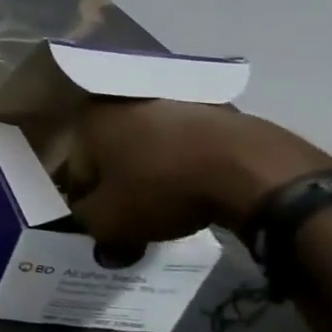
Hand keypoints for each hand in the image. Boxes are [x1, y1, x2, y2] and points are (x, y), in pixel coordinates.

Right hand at [65, 99, 331, 260]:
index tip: (105, 226)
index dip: (87, 204)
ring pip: (150, 144)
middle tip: (136, 215)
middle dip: (119, 183)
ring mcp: (173, 99)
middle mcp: (124, 100)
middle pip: (112, 153)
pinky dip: (187, 161)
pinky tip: (200, 186)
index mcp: (91, 119)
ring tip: (172, 202)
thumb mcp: (112, 222)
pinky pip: (187, 141)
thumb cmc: (164, 188)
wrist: (254, 168)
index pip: (77, 170)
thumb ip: (89, 225)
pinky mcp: (215, 107)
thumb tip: (96, 232)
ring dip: (153, 169)